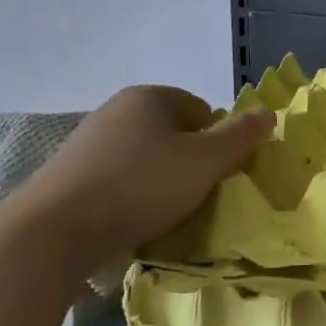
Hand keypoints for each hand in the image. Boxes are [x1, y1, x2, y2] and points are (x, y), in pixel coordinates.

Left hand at [7, 88, 273, 263]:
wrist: (57, 228)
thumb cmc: (142, 186)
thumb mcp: (206, 161)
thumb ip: (241, 136)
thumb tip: (269, 112)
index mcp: (151, 96)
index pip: (203, 111)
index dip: (218, 142)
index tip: (217, 174)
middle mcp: (118, 108)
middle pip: (174, 133)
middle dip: (190, 161)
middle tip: (197, 194)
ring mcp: (89, 139)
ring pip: (146, 156)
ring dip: (161, 179)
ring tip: (165, 210)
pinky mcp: (71, 171)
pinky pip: (119, 176)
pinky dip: (132, 193)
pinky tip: (133, 217)